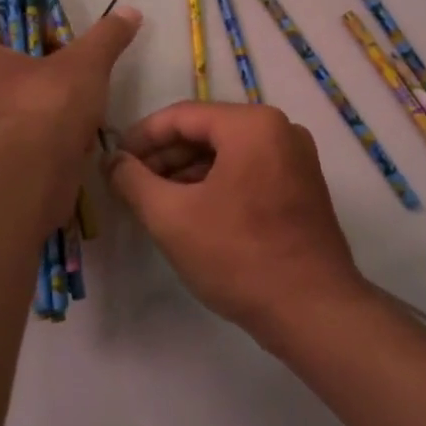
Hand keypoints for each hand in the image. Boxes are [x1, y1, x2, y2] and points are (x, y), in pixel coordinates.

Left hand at [0, 7, 141, 220]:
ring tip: (78, 135)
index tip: (76, 65)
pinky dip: (41, 157)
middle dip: (51, 93)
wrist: (26, 179)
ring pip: (19, 123)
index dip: (49, 50)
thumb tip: (130, 11)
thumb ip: (106, 37)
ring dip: (48, 128)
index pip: (13, 45)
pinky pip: (18, 156)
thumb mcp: (86, 64)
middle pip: (16, 86)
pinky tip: (66, 160)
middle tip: (81, 102)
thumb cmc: (48, 108)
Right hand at [105, 102, 372, 346]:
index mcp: (252, 125)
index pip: (182, 116)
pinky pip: (248, 171)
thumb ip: (133, 181)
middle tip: (130, 184)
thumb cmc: (237, 256)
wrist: (311, 309)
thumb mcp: (171, 217)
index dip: (141, 137)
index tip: (114, 160)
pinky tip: (190, 211)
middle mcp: (281, 130)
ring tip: (154, 201)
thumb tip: (113, 161)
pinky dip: (216, 184)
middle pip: (207, 131)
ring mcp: (296, 159)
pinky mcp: (302, 187)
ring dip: (187, 172)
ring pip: (227, 153)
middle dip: (164, 156)